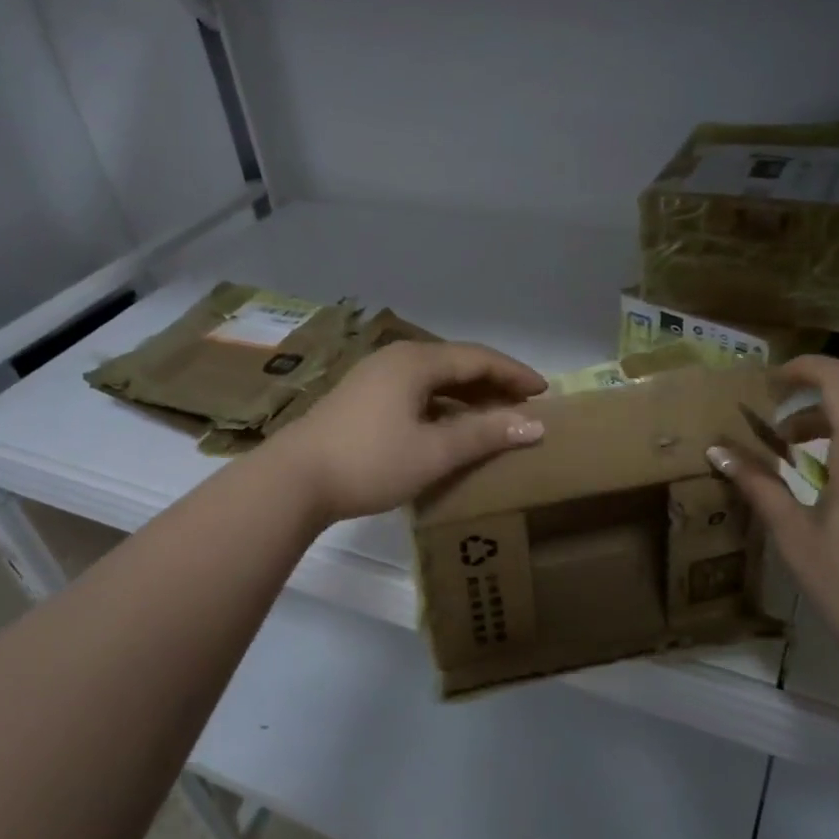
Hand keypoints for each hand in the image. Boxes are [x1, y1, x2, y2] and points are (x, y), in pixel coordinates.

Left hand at [270, 340, 547, 522]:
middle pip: (456, 364)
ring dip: (468, 396)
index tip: (545, 391)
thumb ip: (484, 434)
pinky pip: (416, 392)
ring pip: (435, 380)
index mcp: (415, 361)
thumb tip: (534, 425)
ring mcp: (375, 377)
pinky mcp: (362, 398)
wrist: (293, 480)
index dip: (514, 373)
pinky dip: (443, 406)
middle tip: (525, 404)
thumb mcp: (434, 451)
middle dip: (493, 383)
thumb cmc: (370, 462)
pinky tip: (452, 427)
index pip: (478, 358)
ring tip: (496, 417)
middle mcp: (396, 359)